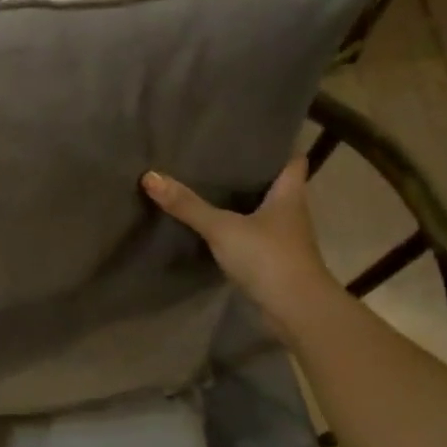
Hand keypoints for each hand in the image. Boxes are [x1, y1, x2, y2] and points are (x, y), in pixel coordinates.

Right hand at [142, 157, 341, 339]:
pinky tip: (213, 226)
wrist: (296, 310)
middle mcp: (291, 212)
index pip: (292, 160)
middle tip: (218, 157)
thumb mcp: (223, 227)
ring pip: (263, 212)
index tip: (253, 135)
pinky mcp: (273, 262)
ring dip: (243, 202)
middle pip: (275, 184)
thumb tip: (150, 176)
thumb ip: (188, 205)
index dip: (277, 146)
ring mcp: (283, 240)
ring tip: (209, 186)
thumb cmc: (268, 257)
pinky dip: (236, 230)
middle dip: (251, 172)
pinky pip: (252, 237)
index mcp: (289, 194)